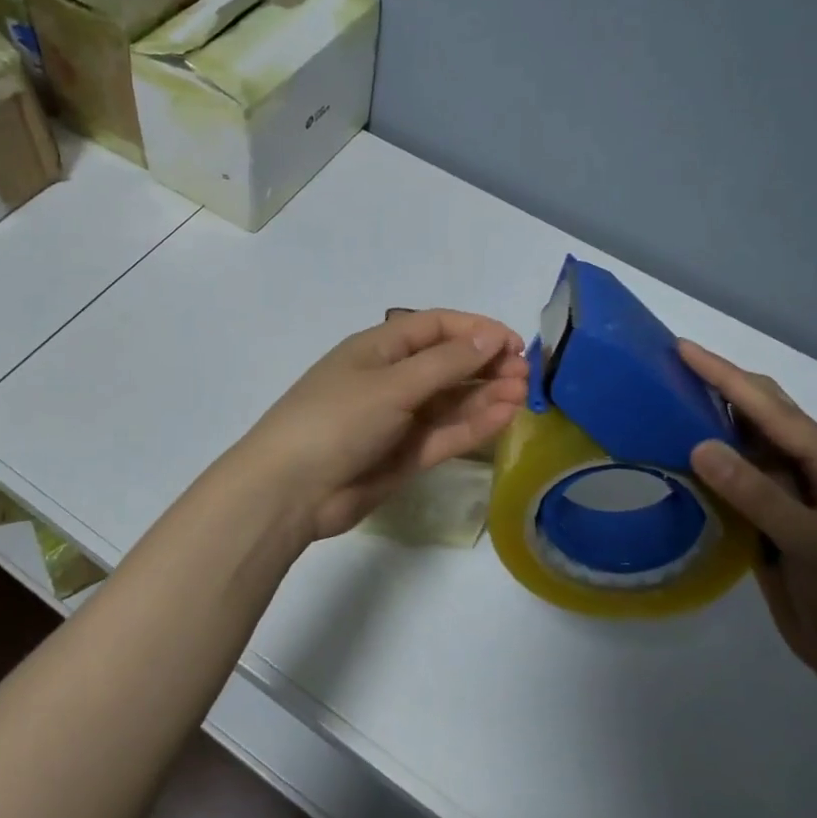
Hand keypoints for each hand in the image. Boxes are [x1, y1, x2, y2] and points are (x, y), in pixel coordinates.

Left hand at [233, 310, 529, 542]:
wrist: (291, 490)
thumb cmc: (336, 420)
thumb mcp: (392, 384)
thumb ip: (445, 364)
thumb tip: (489, 339)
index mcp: (378, 349)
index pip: (434, 327)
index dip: (475, 331)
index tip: (513, 343)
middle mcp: (390, 379)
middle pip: (446, 363)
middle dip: (485, 365)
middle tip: (525, 375)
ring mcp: (397, 419)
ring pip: (450, 401)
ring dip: (485, 395)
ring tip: (523, 395)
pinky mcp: (404, 455)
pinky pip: (445, 433)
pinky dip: (473, 425)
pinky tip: (504, 416)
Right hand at [678, 340, 816, 727]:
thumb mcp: (812, 543)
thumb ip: (757, 493)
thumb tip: (699, 444)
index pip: (771, 409)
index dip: (725, 377)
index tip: (682, 349)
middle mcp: (812, 469)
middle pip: (761, 415)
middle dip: (719, 385)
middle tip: (668, 364)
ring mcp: (791, 495)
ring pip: (743, 446)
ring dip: (709, 420)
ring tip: (665, 396)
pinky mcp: (771, 520)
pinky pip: (734, 480)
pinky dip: (706, 462)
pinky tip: (678, 452)